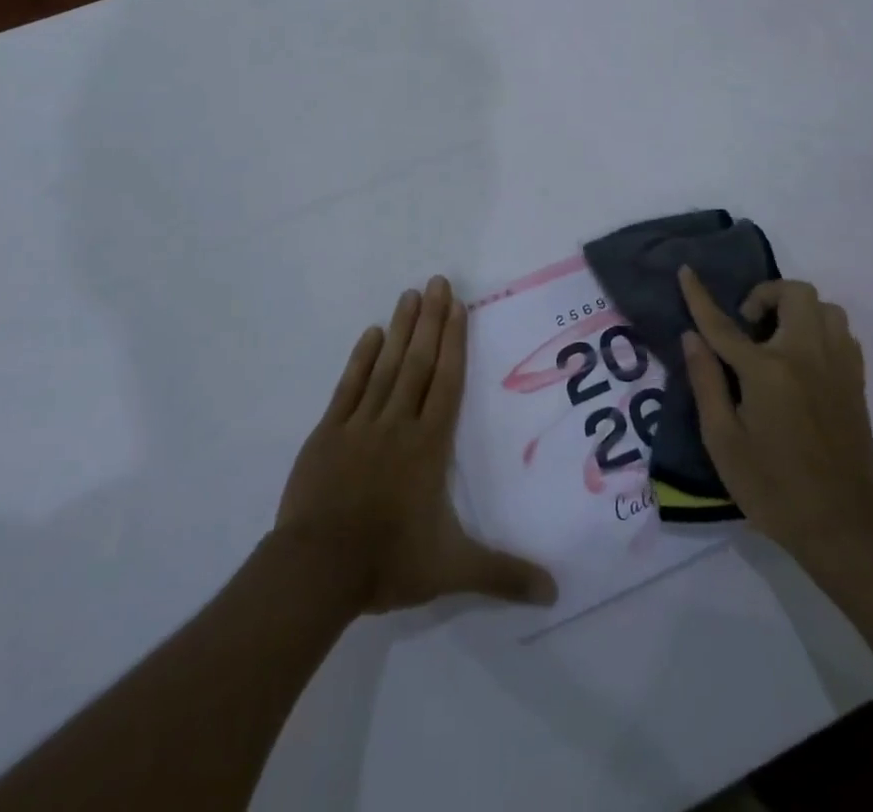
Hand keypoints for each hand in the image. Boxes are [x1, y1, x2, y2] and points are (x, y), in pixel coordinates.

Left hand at [277, 276, 557, 613]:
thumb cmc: (389, 561)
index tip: (457, 306)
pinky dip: (361, 358)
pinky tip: (370, 334)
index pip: (447, 382)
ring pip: (386, 366)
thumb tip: (554, 592)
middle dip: (430, 320)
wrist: (318, 568)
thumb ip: (503, 575)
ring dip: (400, 329)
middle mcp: (398, 423)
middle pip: (418, 362)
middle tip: (437, 281)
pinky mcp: (329, 431)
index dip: (454, 342)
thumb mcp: (453, 571)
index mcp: (428, 445)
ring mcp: (361, 423)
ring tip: (409, 294)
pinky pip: (349, 386)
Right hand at [678, 266, 872, 577]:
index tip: (686, 271)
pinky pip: (842, 333)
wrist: (842, 527)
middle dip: (765, 295)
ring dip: (797, 311)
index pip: (724, 324)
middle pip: (794, 294)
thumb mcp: (723, 440)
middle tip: (748, 327)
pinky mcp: (856, 382)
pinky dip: (820, 331)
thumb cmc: (772, 488)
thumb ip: (706, 381)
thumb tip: (691, 337)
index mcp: (767, 372)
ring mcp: (838, 367)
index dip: (700, 296)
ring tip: (777, 340)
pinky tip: (803, 360)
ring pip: (825, 308)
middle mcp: (807, 357)